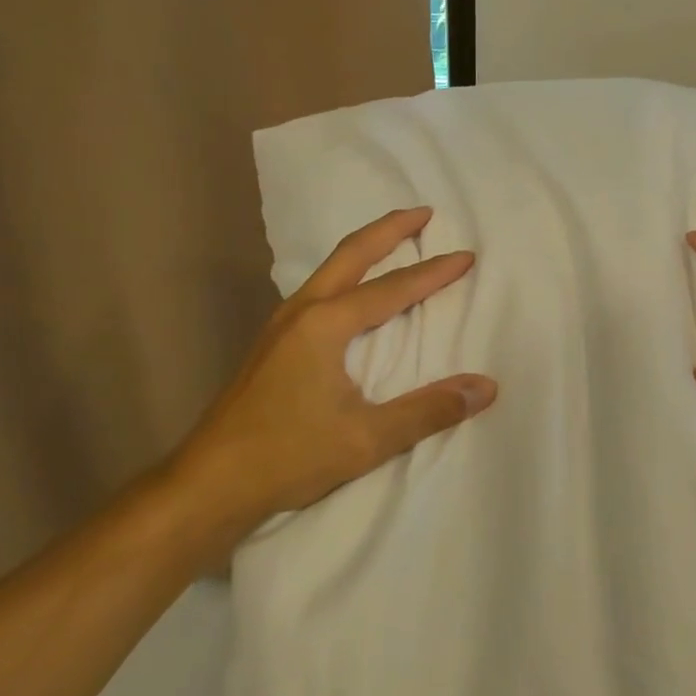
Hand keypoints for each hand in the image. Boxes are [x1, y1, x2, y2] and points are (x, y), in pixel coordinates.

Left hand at [174, 206, 495, 524]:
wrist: (209, 483)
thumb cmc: (288, 456)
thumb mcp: (366, 439)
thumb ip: (428, 410)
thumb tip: (485, 388)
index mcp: (326, 324)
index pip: (392, 289)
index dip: (433, 272)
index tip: (466, 256)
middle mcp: (302, 311)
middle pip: (351, 254)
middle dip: (389, 229)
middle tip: (424, 213)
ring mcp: (280, 324)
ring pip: (330, 269)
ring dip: (364, 248)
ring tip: (393, 241)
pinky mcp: (271, 343)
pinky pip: (317, 289)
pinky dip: (346, 275)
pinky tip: (351, 294)